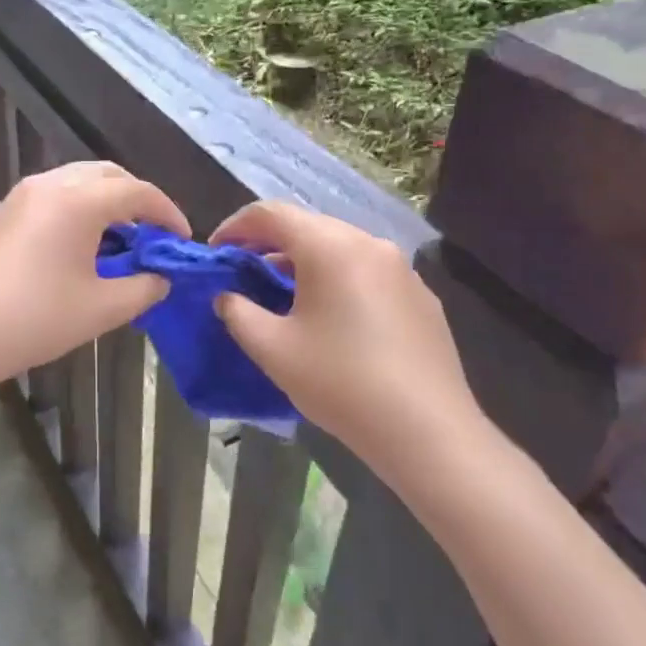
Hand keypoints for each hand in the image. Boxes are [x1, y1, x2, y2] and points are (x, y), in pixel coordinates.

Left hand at [0, 161, 189, 399]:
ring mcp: (17, 196)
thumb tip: (161, 277)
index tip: (183, 238)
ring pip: (74, 182)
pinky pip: (49, 197)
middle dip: (136, 198)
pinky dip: (75, 210)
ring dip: (104, 202)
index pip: (137, 191)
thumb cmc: (31, 321)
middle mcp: (47, 185)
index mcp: (76, 200)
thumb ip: (142, 288)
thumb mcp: (99, 310)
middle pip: (106, 175)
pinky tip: (76, 247)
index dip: (167, 212)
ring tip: (119, 240)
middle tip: (153, 233)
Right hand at [210, 201, 487, 468]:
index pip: (271, 214)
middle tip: (244, 272)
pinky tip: (332, 318)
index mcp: (329, 246)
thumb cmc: (340, 382)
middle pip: (307, 226)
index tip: (216, 251)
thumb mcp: (272, 349)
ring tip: (283, 295)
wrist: (428, 432)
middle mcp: (368, 243)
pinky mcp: (421, 296)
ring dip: (304, 262)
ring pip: (340, 248)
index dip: (236, 226)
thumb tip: (227, 296)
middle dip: (270, 243)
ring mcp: (401, 268)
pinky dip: (338, 280)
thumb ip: (238, 312)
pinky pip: (367, 272)